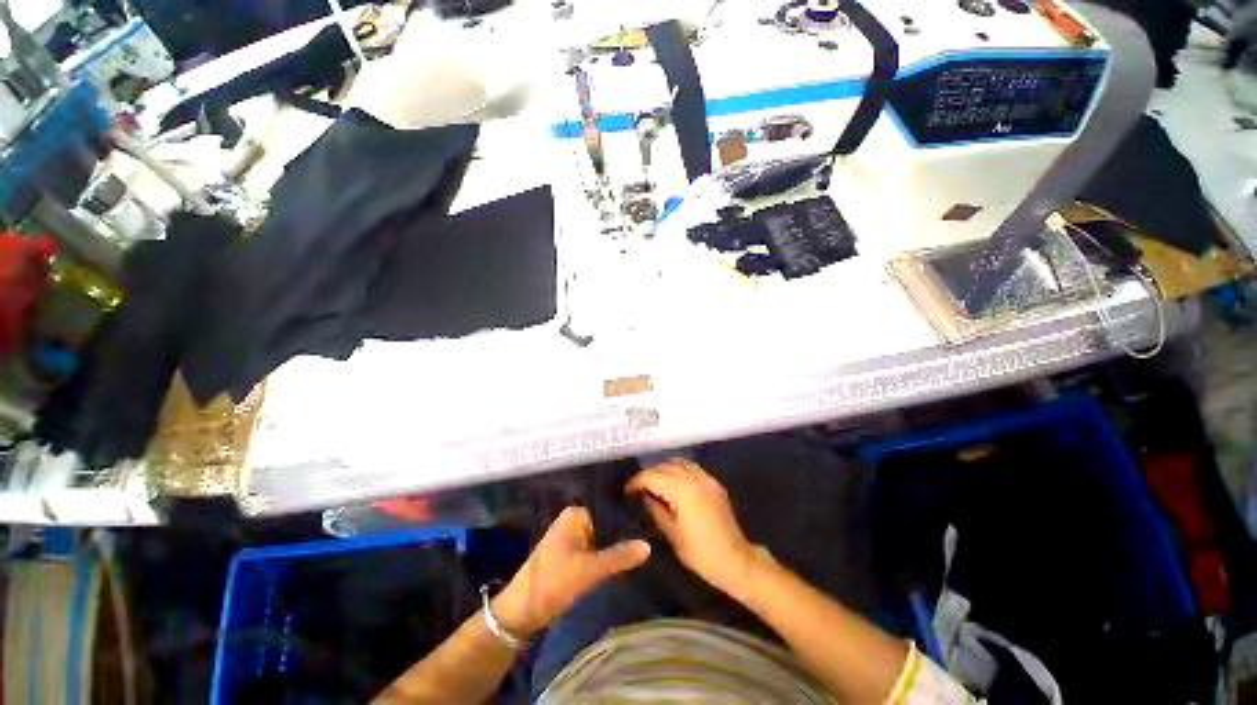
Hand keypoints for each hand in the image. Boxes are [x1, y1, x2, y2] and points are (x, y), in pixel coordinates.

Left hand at [492, 506, 649, 637]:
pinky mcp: (571, 554)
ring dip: (616, 545)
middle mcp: (573, 520)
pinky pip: (595, 549)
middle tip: (650, 536)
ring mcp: (571, 537)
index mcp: (575, 514)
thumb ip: (618, 557)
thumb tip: (648, 545)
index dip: (628, 518)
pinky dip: (607, 554)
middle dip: (624, 533)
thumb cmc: (552, 583)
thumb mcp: (588, 571)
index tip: (651, 522)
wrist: (520, 613)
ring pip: (602, 538)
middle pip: (606, 524)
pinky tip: (625, 559)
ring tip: (643, 546)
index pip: (609, 509)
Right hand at [627, 460, 756, 597]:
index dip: (637, 481)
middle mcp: (694, 478)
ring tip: (653, 482)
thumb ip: (656, 511)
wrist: (736, 561)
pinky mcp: (714, 483)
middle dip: (649, 473)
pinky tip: (672, 482)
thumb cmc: (701, 553)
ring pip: (679, 462)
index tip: (628, 490)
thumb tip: (644, 497)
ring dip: (663, 469)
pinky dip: (678, 469)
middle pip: (665, 466)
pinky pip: (691, 467)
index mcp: (682, 490)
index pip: (653, 476)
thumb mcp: (673, 535)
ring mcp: (706, 478)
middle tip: (638, 486)